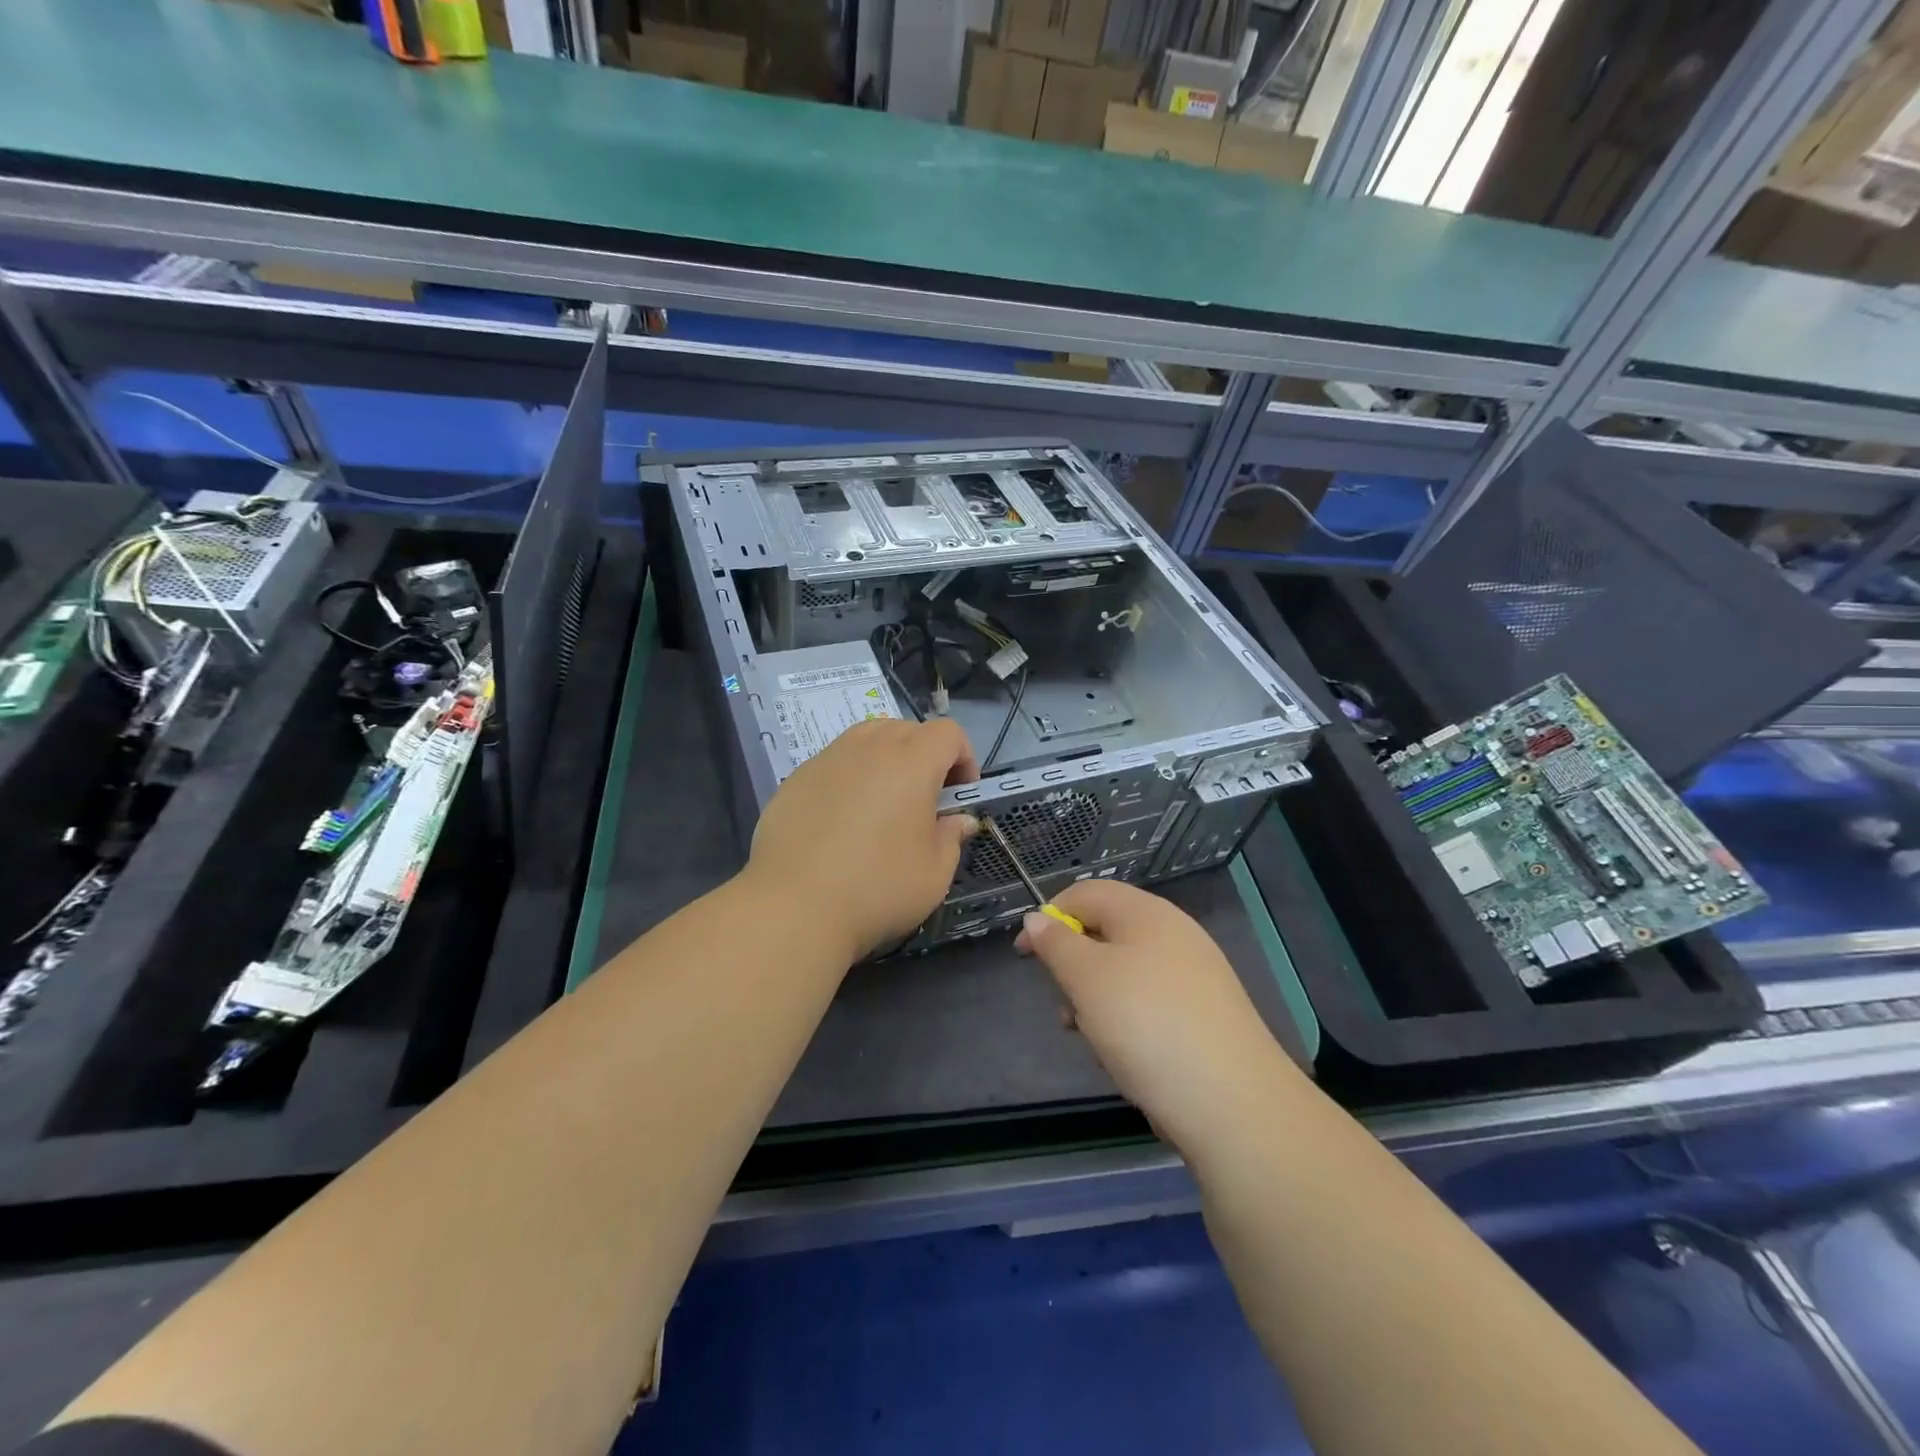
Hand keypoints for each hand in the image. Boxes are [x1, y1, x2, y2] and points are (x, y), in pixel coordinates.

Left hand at [747, 717, 978, 959]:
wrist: (794, 906)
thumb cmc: (877, 888)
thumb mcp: (934, 873)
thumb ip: (952, 837)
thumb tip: (959, 820)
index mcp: (911, 763)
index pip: (948, 733)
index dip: (963, 757)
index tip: (959, 794)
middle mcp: (869, 748)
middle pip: (906, 729)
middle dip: (925, 755)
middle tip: (924, 799)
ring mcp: (828, 758)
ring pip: (867, 737)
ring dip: (886, 758)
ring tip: (883, 800)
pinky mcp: (797, 777)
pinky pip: (835, 761)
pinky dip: (850, 775)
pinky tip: (842, 818)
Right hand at [1017, 879, 1299, 1157]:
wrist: (1232, 1102)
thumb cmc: (1146, 1024)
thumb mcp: (1087, 978)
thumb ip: (1056, 943)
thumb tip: (1038, 918)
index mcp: (1146, 913)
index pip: (1086, 893)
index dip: (1049, 917)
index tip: (1024, 955)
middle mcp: (1173, 934)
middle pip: (1106, 933)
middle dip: (1075, 967)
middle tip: (1064, 1006)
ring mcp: (1194, 975)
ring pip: (1126, 973)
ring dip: (1097, 1000)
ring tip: (1092, 1039)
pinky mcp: (1204, 1014)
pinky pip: (1150, 1003)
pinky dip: (1127, 1021)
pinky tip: (1125, 1058)